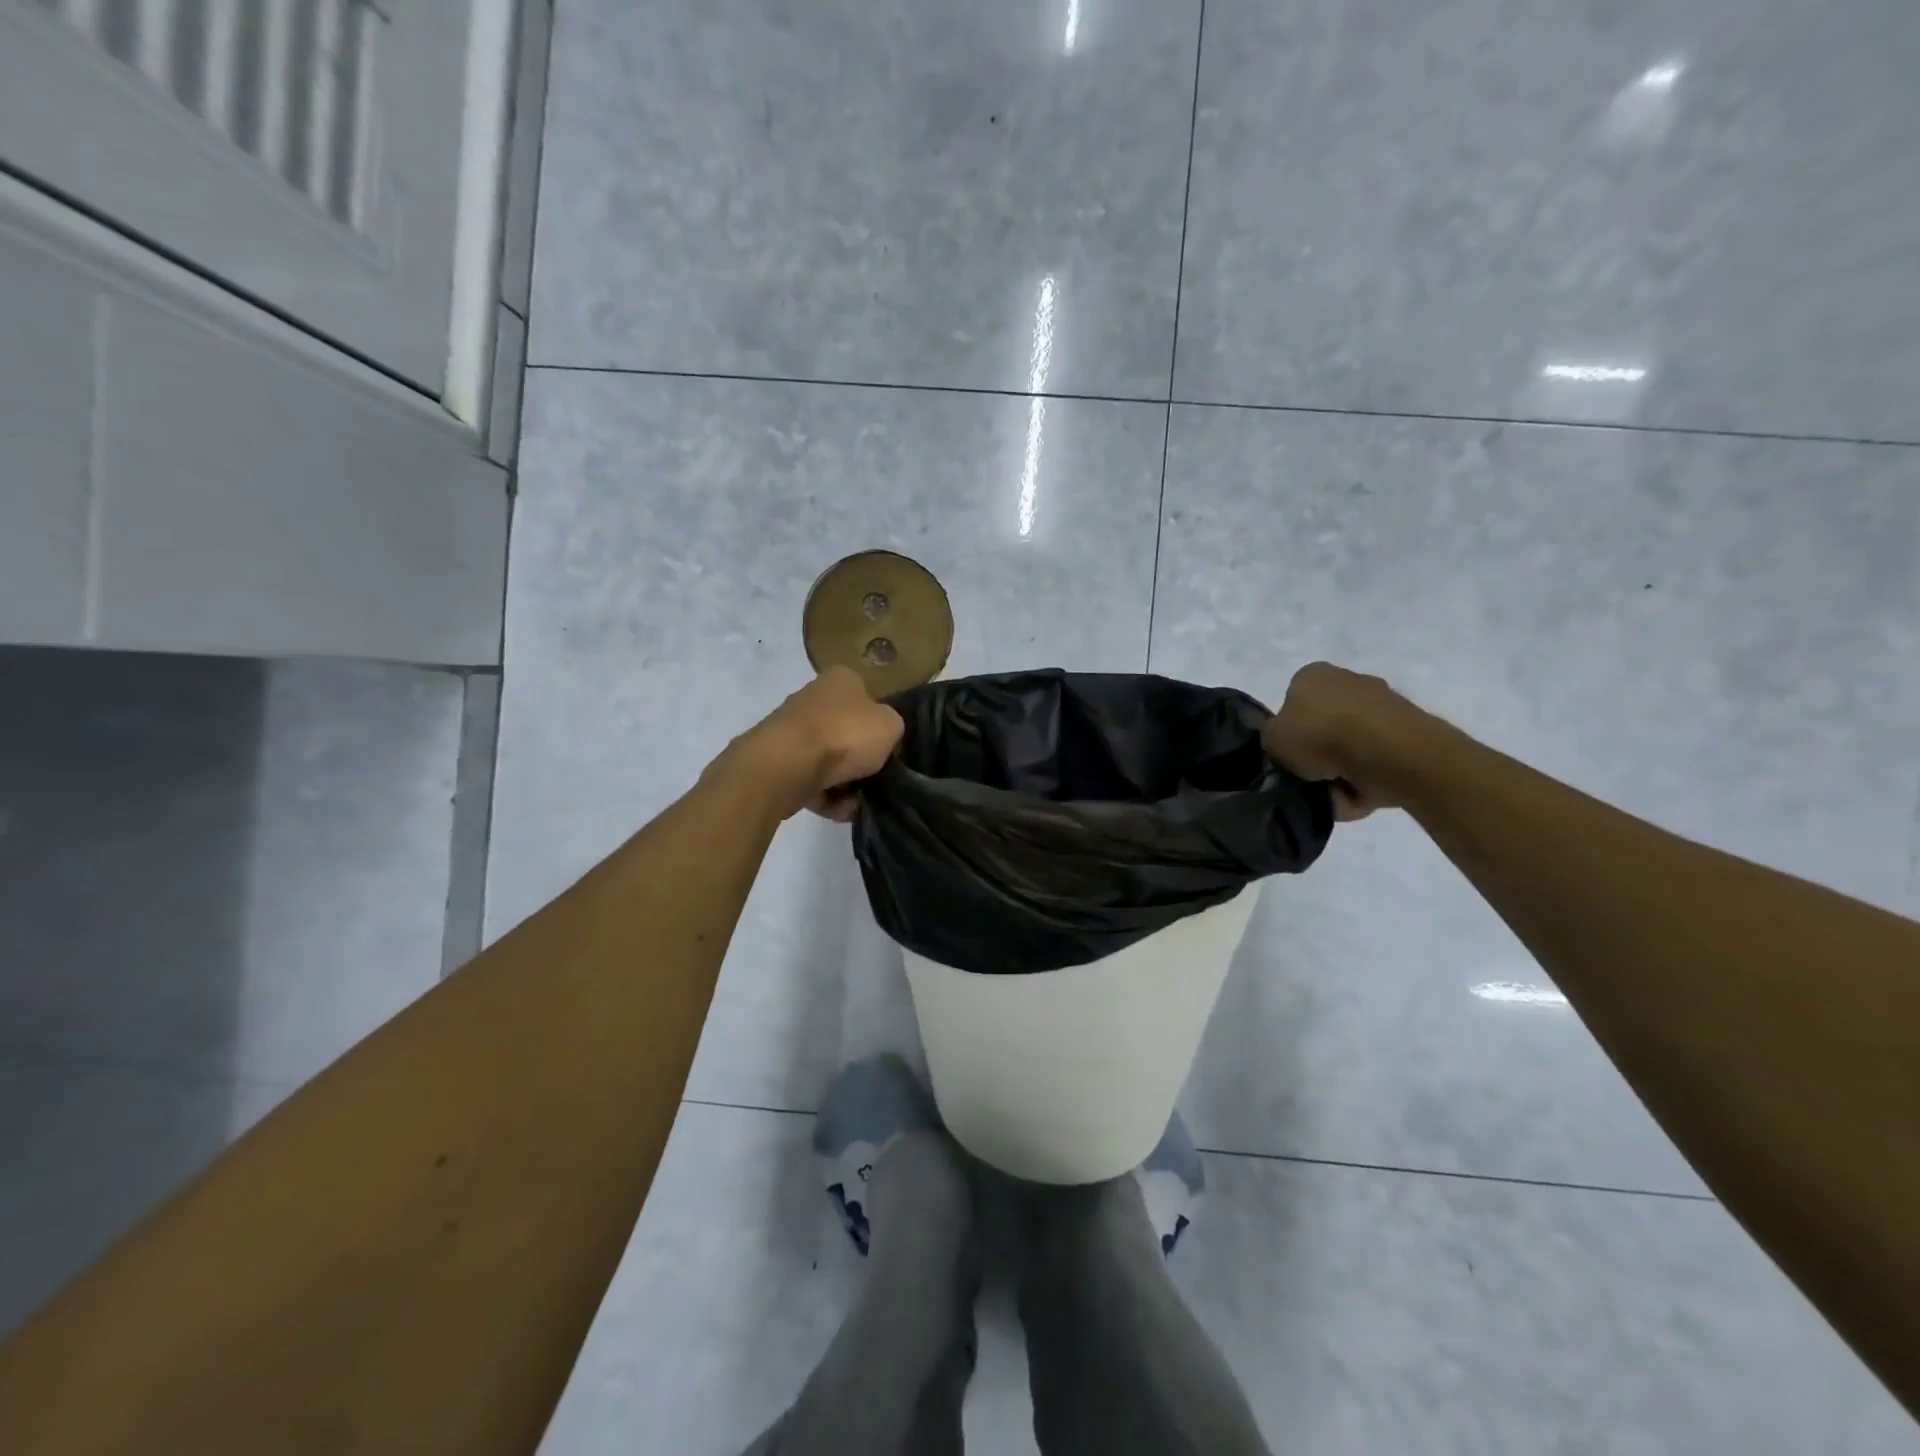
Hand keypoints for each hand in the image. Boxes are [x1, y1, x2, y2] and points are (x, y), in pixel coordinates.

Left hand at [735, 668, 903, 821]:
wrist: (787, 764)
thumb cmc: (845, 734)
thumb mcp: (890, 726)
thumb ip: (892, 729)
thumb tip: (883, 740)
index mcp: (840, 680)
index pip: (867, 698)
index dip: (880, 725)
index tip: (889, 748)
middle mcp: (813, 699)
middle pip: (846, 732)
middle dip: (861, 759)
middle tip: (877, 778)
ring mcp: (792, 732)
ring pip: (828, 761)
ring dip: (846, 785)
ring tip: (859, 802)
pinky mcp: (779, 763)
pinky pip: (812, 782)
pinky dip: (828, 798)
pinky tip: (842, 810)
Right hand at [1261, 662, 1423, 821]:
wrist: (1388, 751)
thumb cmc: (1320, 734)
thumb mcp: (1272, 738)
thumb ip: (1273, 738)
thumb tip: (1285, 743)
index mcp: (1313, 674)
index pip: (1293, 702)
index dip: (1289, 732)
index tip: (1290, 755)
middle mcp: (1349, 680)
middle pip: (1325, 725)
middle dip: (1320, 753)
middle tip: (1311, 778)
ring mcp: (1383, 704)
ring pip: (1352, 746)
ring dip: (1343, 771)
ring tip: (1337, 793)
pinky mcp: (1409, 730)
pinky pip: (1376, 761)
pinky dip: (1367, 779)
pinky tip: (1360, 794)